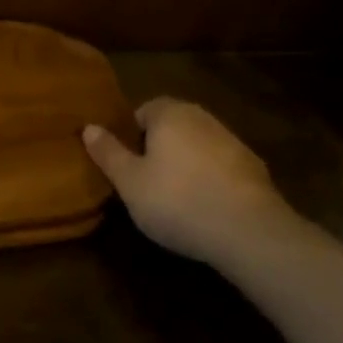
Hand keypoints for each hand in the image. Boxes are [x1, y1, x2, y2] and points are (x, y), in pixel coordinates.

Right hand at [83, 98, 294, 264]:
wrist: (249, 232)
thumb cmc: (177, 200)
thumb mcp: (129, 181)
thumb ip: (108, 152)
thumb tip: (89, 127)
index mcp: (170, 113)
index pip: (143, 110)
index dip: (130, 135)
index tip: (124, 164)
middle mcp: (202, 117)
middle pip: (171, 126)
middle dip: (157, 148)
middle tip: (143, 181)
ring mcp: (233, 141)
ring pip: (197, 146)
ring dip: (184, 164)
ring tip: (173, 198)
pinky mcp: (254, 169)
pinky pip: (220, 167)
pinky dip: (209, 180)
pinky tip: (203, 208)